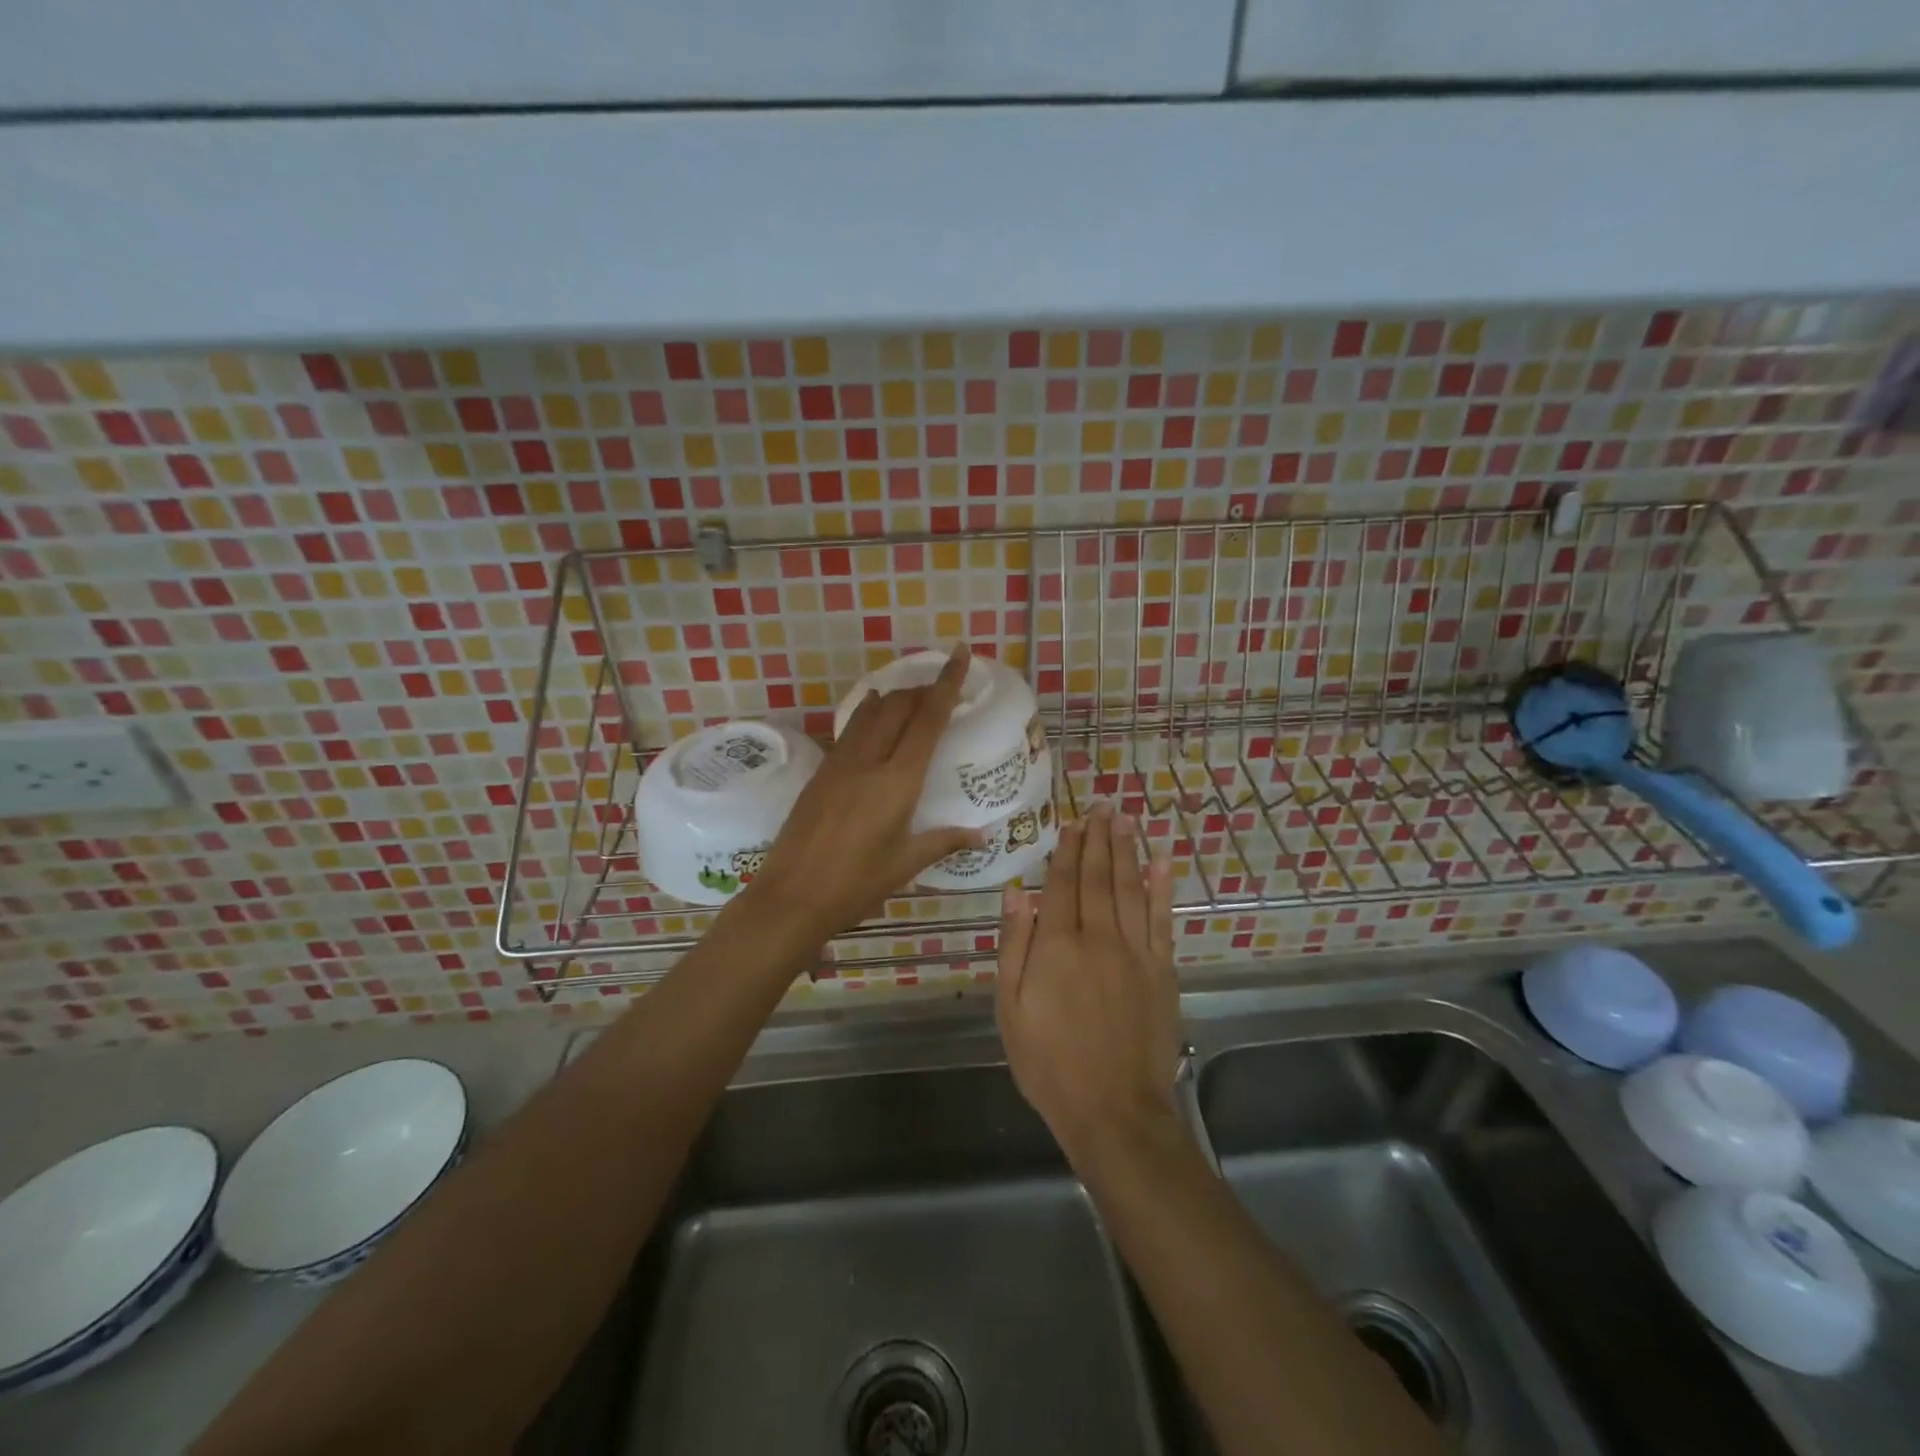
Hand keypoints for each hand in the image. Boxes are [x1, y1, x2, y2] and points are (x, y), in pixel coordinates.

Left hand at [747, 643, 984, 941]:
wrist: (791, 896)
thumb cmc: (856, 884)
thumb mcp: (905, 864)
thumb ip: (944, 841)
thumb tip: (982, 836)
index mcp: (898, 781)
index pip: (928, 720)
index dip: (947, 683)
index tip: (960, 653)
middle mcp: (869, 761)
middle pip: (899, 706)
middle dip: (923, 689)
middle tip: (943, 687)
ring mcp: (840, 763)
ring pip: (871, 712)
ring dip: (895, 698)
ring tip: (913, 698)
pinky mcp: (821, 772)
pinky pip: (851, 730)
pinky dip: (869, 714)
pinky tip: (873, 715)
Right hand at [996, 802, 1181, 1168]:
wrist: (1114, 1111)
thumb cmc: (1049, 1063)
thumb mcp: (1011, 1009)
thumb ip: (1014, 946)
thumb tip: (1017, 892)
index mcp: (1057, 945)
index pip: (1062, 884)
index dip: (1067, 850)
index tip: (1072, 822)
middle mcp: (1098, 937)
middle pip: (1098, 877)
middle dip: (1098, 839)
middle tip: (1101, 805)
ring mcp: (1135, 952)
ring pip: (1130, 888)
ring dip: (1127, 851)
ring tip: (1125, 819)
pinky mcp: (1162, 970)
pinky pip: (1162, 919)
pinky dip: (1162, 888)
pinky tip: (1161, 862)